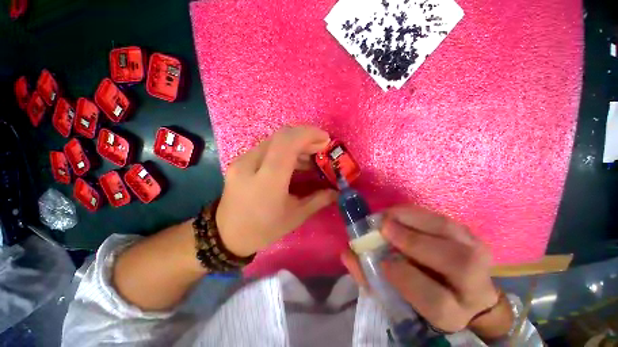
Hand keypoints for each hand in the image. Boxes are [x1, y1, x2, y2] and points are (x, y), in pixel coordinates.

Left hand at [216, 126, 336, 256]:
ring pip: (274, 140)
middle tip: (321, 147)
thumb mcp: (295, 217)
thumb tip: (336, 191)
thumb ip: (318, 200)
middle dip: (305, 136)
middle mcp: (251, 164)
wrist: (226, 235)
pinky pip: (267, 147)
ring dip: (295, 143)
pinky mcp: (240, 161)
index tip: (325, 139)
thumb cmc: (263, 229)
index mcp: (267, 181)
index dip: (308, 134)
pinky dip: (284, 149)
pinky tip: (294, 161)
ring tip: (311, 156)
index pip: (287, 143)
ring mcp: (242, 160)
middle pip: (281, 136)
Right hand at [341, 205, 512, 337]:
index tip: (383, 262)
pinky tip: (398, 213)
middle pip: (457, 263)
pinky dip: (415, 212)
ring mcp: (477, 254)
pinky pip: (442, 217)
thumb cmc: (420, 296)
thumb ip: (369, 278)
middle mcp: (474, 286)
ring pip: (451, 232)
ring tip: (387, 216)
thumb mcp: (395, 298)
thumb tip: (348, 255)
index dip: (407, 280)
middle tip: (383, 227)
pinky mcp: (468, 234)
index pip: (437, 302)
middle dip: (414, 242)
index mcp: (453, 313)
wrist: (460, 290)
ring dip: (412, 219)